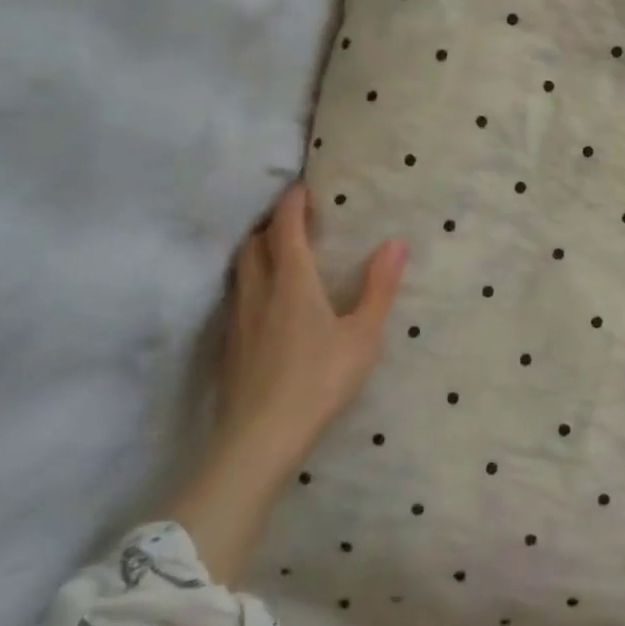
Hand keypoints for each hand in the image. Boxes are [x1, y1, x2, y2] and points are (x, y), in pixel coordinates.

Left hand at [218, 185, 406, 479]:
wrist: (261, 436)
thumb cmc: (320, 380)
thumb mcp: (363, 335)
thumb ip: (379, 288)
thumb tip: (395, 243)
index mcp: (293, 282)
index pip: (285, 228)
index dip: (291, 204)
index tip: (301, 188)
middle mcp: (259, 291)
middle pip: (254, 243)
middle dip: (269, 224)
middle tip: (289, 219)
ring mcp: (238, 318)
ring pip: (240, 269)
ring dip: (254, 250)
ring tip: (274, 252)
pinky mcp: (228, 344)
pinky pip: (235, 295)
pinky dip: (248, 280)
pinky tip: (262, 300)